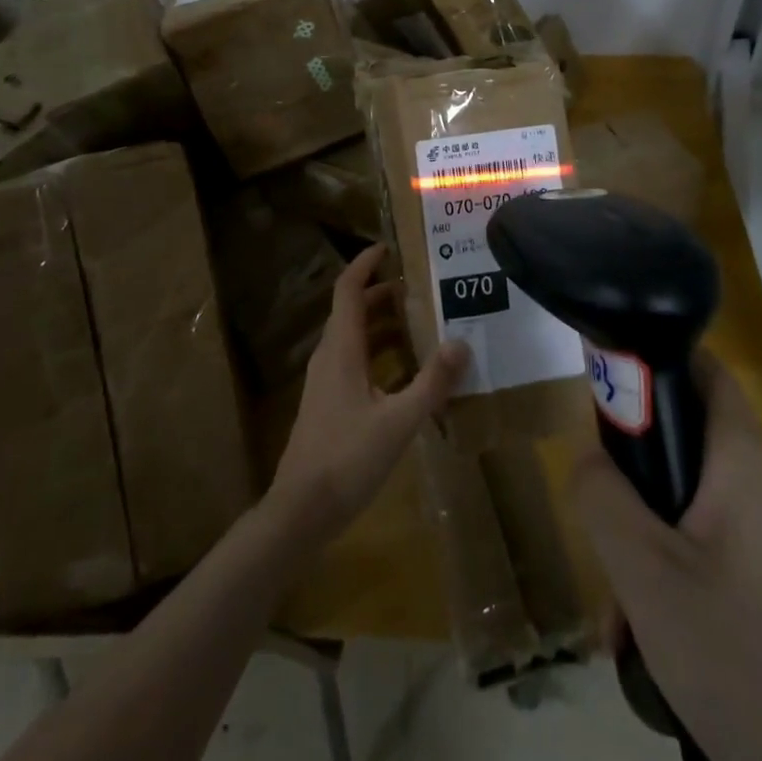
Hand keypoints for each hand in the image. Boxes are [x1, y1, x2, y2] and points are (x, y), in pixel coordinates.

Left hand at [267, 245, 469, 543]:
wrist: (300, 512)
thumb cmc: (347, 459)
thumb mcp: (398, 422)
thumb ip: (431, 382)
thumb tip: (462, 341)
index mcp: (341, 348)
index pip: (348, 288)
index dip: (366, 263)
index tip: (391, 247)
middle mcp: (330, 355)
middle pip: (353, 309)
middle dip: (384, 292)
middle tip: (422, 286)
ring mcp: (326, 380)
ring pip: (355, 337)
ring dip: (384, 324)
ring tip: (422, 321)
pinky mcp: (329, 402)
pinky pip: (356, 361)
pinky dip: (380, 353)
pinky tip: (407, 372)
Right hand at [573, 353, 761, 760]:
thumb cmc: (731, 651)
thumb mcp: (642, 568)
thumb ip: (601, 493)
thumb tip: (586, 455)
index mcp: (740, 458)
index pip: (702, 365)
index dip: (652, 358)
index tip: (602, 382)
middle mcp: (758, 483)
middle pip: (682, 435)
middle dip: (630, 468)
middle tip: (597, 505)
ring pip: (683, 500)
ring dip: (639, 535)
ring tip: (615, 603)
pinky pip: (700, 545)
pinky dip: (664, 570)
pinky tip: (638, 634)